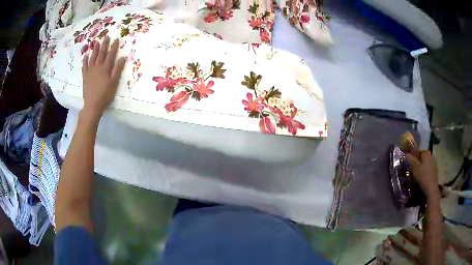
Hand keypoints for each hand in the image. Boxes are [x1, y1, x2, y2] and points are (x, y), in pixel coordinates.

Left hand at [82, 36, 125, 118]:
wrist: (92, 105)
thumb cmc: (105, 95)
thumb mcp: (114, 83)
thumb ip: (117, 70)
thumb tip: (122, 57)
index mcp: (105, 68)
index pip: (111, 55)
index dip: (114, 47)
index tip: (116, 39)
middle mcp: (97, 67)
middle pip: (101, 54)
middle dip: (104, 45)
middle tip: (106, 36)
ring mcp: (90, 71)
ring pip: (92, 58)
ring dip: (94, 49)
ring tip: (96, 42)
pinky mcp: (85, 76)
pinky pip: (85, 66)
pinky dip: (85, 60)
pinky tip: (85, 55)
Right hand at [406, 150, 439, 199]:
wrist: (431, 188)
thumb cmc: (423, 176)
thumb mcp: (414, 168)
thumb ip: (411, 160)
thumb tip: (406, 154)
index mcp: (426, 153)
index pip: (419, 150)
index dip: (414, 155)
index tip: (410, 161)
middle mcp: (431, 156)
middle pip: (423, 157)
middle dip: (418, 161)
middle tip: (413, 168)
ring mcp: (434, 163)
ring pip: (426, 163)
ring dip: (422, 167)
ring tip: (417, 174)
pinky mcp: (435, 171)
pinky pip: (428, 168)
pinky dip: (425, 171)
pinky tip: (422, 177)